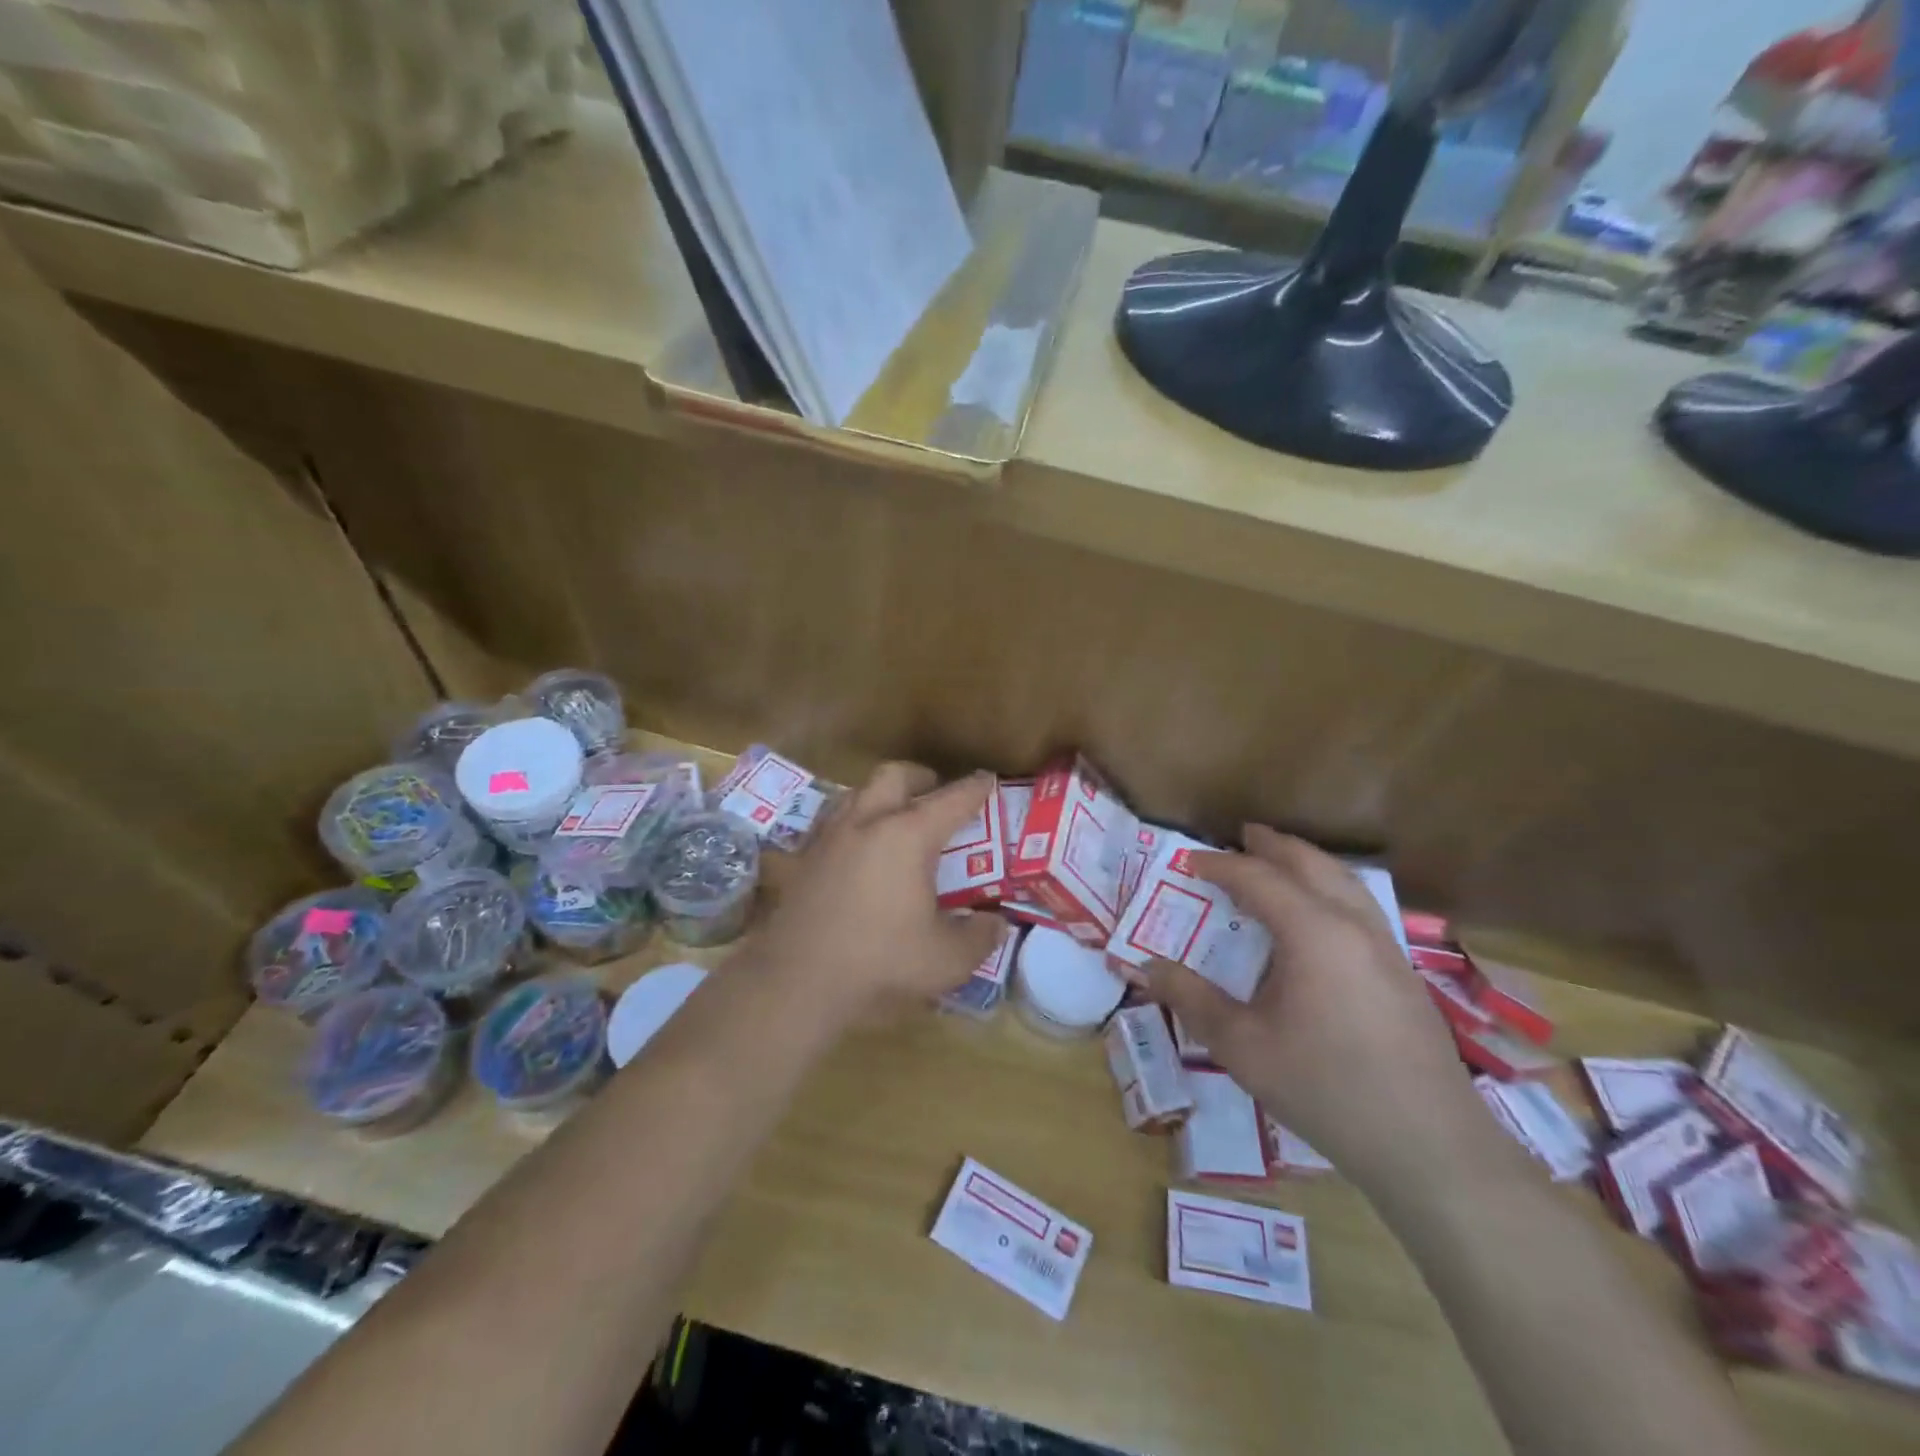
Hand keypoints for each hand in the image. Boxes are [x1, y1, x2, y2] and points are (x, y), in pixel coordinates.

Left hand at [751, 763, 1003, 1022]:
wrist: (797, 979)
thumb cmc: (880, 961)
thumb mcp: (946, 959)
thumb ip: (979, 937)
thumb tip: (996, 924)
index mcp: (907, 836)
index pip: (951, 800)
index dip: (974, 789)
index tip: (988, 779)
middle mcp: (867, 823)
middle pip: (894, 776)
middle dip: (920, 778)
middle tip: (935, 795)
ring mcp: (830, 837)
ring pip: (858, 792)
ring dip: (882, 795)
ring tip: (896, 818)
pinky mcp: (804, 858)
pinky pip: (833, 822)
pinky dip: (854, 823)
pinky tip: (858, 851)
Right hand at [1142, 826, 1511, 1193]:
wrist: (1429, 1146)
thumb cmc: (1324, 1087)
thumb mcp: (1241, 1045)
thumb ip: (1190, 999)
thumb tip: (1143, 968)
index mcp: (1313, 932)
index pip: (1259, 878)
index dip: (1220, 865)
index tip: (1188, 860)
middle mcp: (1353, 925)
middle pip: (1311, 864)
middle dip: (1273, 846)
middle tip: (1242, 836)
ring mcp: (1386, 948)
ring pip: (1345, 881)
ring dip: (1307, 863)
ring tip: (1280, 862)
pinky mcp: (1403, 974)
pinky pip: (1361, 906)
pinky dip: (1330, 888)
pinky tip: (1319, 917)